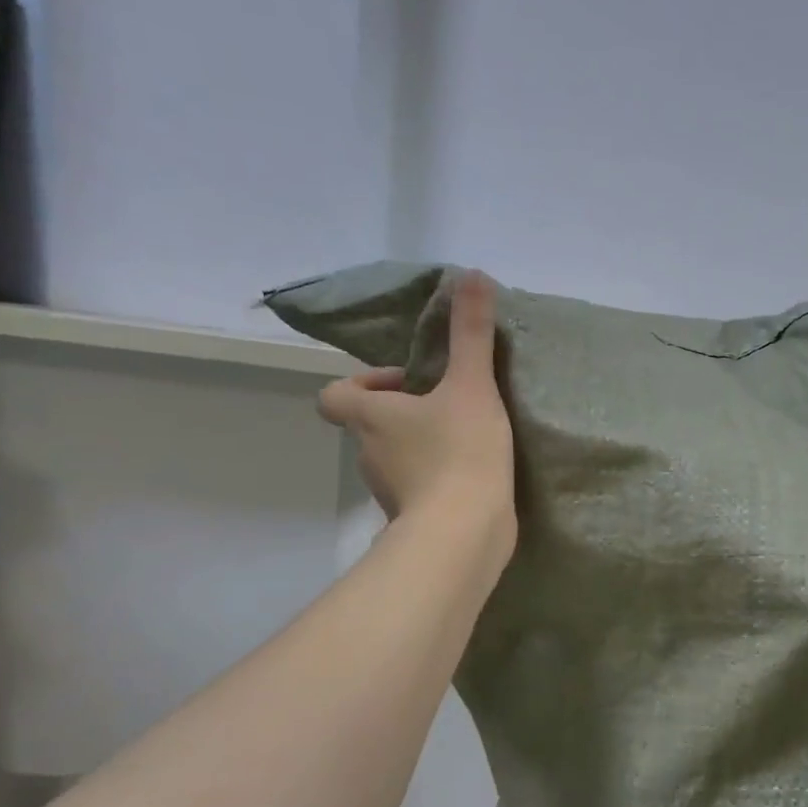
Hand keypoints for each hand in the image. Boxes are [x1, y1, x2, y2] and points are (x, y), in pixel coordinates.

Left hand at [318, 269, 515, 559]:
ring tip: (466, 441)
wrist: (464, 533)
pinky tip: (472, 478)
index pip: (334, 395)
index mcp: (369, 417)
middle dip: (404, 413)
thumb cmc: (459, 451)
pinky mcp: (413, 519)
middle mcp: (368, 453)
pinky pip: (418, 491)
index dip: (362, 383)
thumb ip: (471, 332)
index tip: (407, 382)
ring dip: (421, 447)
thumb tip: (471, 273)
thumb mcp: (472, 385)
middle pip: (371, 425)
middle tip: (448, 407)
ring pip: (396, 459)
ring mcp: (388, 492)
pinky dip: (435, 482)